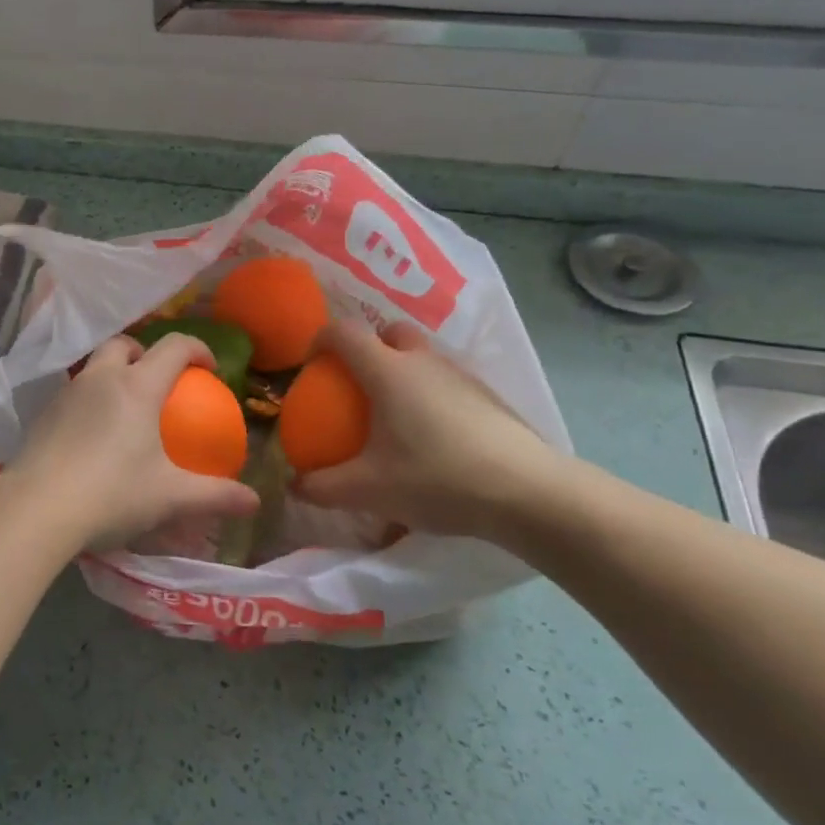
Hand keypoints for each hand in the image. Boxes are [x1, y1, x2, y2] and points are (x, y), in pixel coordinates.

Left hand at [3, 333, 259, 550]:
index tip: (210, 370)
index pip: (174, 347)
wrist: (37, 507)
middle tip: (159, 382)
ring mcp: (68, 393)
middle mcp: (101, 378)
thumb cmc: (112, 494)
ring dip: (115, 374)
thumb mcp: (169, 497)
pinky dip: (91, 400)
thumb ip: (214, 496)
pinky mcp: (44, 413)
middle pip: (126, 344)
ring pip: (95, 366)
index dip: (198, 349)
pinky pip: (75, 392)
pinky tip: (93, 436)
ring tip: (126, 410)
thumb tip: (254, 502)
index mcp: (137, 386)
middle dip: (146, 353)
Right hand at [293, 319, 571, 542]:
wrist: (529, 493)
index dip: (320, 340)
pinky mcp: (489, 396)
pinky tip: (436, 438)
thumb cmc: (437, 479)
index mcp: (387, 371)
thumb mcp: (369, 490)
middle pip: (390, 332)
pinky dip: (432, 394)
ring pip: (423, 356)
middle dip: (370, 346)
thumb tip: (295, 485)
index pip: (344, 332)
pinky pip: (447, 381)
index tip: (312, 366)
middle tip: (359, 384)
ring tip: (397, 416)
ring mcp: (461, 375)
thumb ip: (324, 487)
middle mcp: (423, 361)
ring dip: (404, 370)